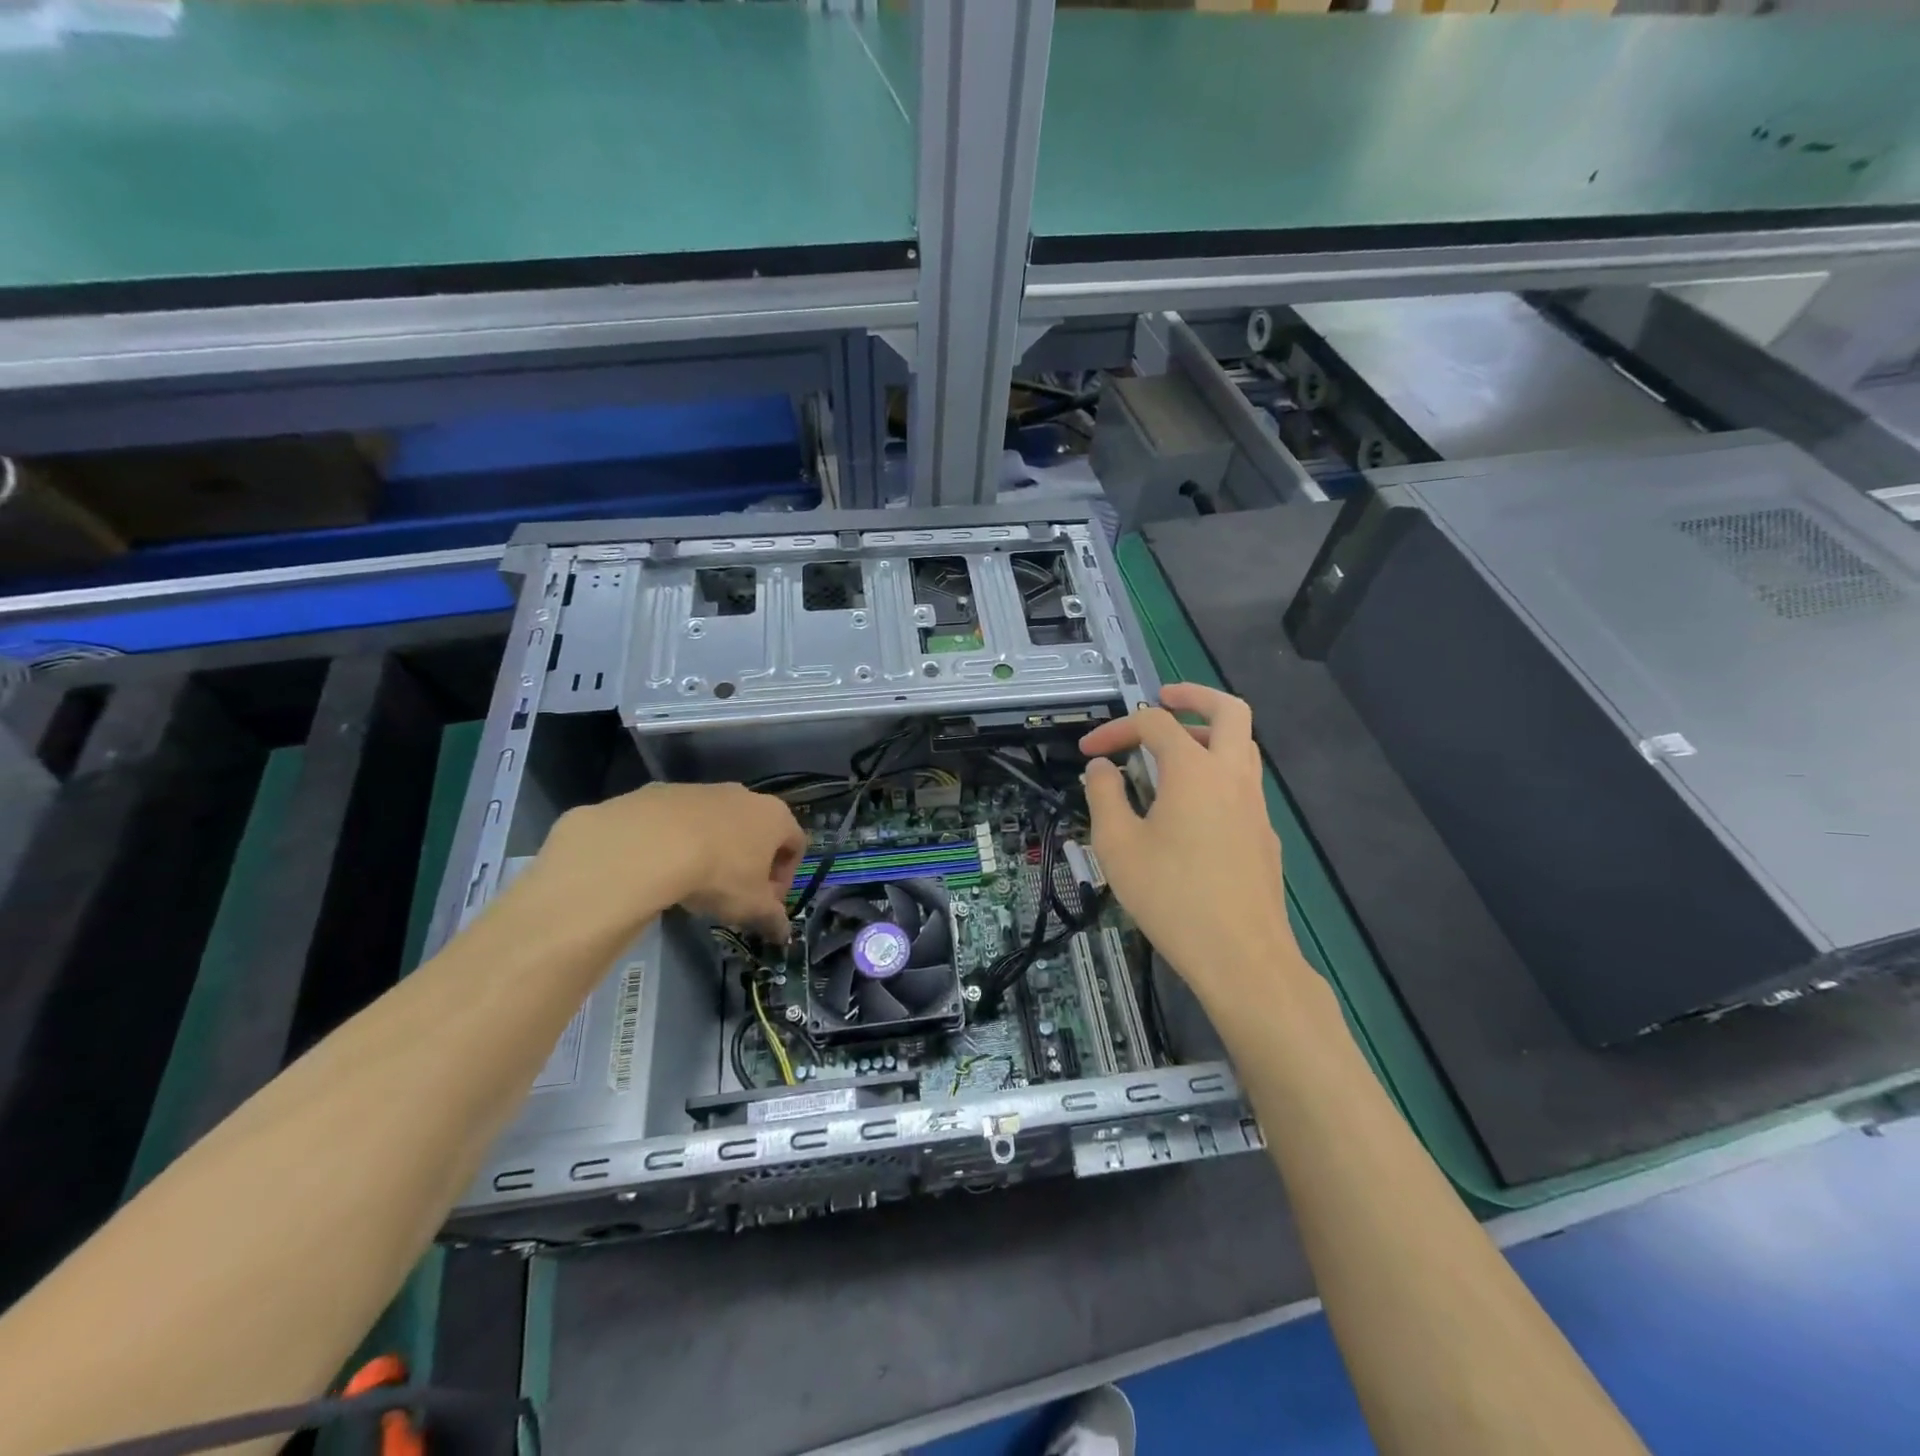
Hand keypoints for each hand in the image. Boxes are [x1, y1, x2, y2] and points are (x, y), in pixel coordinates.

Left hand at [529, 783, 807, 942]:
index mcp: (776, 817)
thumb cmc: (720, 873)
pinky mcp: (668, 791)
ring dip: (718, 849)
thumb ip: (773, 919)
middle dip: (751, 862)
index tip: (767, 902)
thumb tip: (783, 933)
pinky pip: (684, 819)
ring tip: (697, 880)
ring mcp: (707, 790)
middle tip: (735, 894)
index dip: (785, 877)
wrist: (652, 844)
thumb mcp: (752, 906)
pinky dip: (683, 840)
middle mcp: (747, 795)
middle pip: (759, 831)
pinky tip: (667, 864)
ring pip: (721, 823)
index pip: (796, 844)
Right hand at [1079, 685, 1298, 1009]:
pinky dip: (1217, 772)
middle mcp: (1232, 775)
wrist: (1242, 957)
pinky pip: (1243, 783)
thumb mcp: (1118, 845)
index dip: (1116, 728)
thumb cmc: (1172, 897)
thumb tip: (1102, 768)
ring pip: (1242, 745)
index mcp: (1194, 770)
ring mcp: (1256, 804)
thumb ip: (1104, 796)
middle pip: (1228, 710)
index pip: (1154, 724)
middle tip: (1163, 699)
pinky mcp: (1265, 833)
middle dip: (1193, 695)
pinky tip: (1192, 809)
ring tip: (1173, 752)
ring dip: (1209, 733)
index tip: (1089, 751)